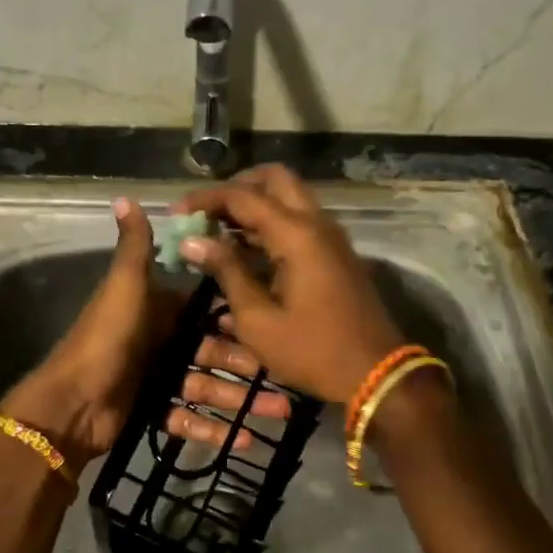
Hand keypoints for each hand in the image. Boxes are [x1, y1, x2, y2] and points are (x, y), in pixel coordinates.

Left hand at [2, 197, 290, 465]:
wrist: (69, 405)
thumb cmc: (105, 340)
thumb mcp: (123, 288)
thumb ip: (134, 247)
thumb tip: (123, 196)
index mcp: (156, 309)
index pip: (206, 311)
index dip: (237, 318)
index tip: (273, 325)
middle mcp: (160, 341)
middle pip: (213, 353)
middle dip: (247, 366)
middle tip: (285, 379)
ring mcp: (156, 378)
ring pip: (208, 388)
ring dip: (240, 401)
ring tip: (280, 412)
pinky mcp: (152, 412)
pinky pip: (188, 419)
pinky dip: (214, 430)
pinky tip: (245, 442)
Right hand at [175, 166, 403, 404]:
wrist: (376, 373)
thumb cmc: (313, 350)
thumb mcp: (258, 319)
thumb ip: (226, 272)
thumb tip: (193, 241)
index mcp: (297, 234)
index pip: (243, 196)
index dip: (205, 200)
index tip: (176, 215)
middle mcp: (317, 223)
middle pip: (274, 179)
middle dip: (236, 188)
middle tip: (206, 213)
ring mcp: (331, 237)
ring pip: (290, 199)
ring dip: (255, 205)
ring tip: (218, 232)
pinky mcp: (336, 253)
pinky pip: (301, 221)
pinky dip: (272, 224)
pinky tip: (246, 250)